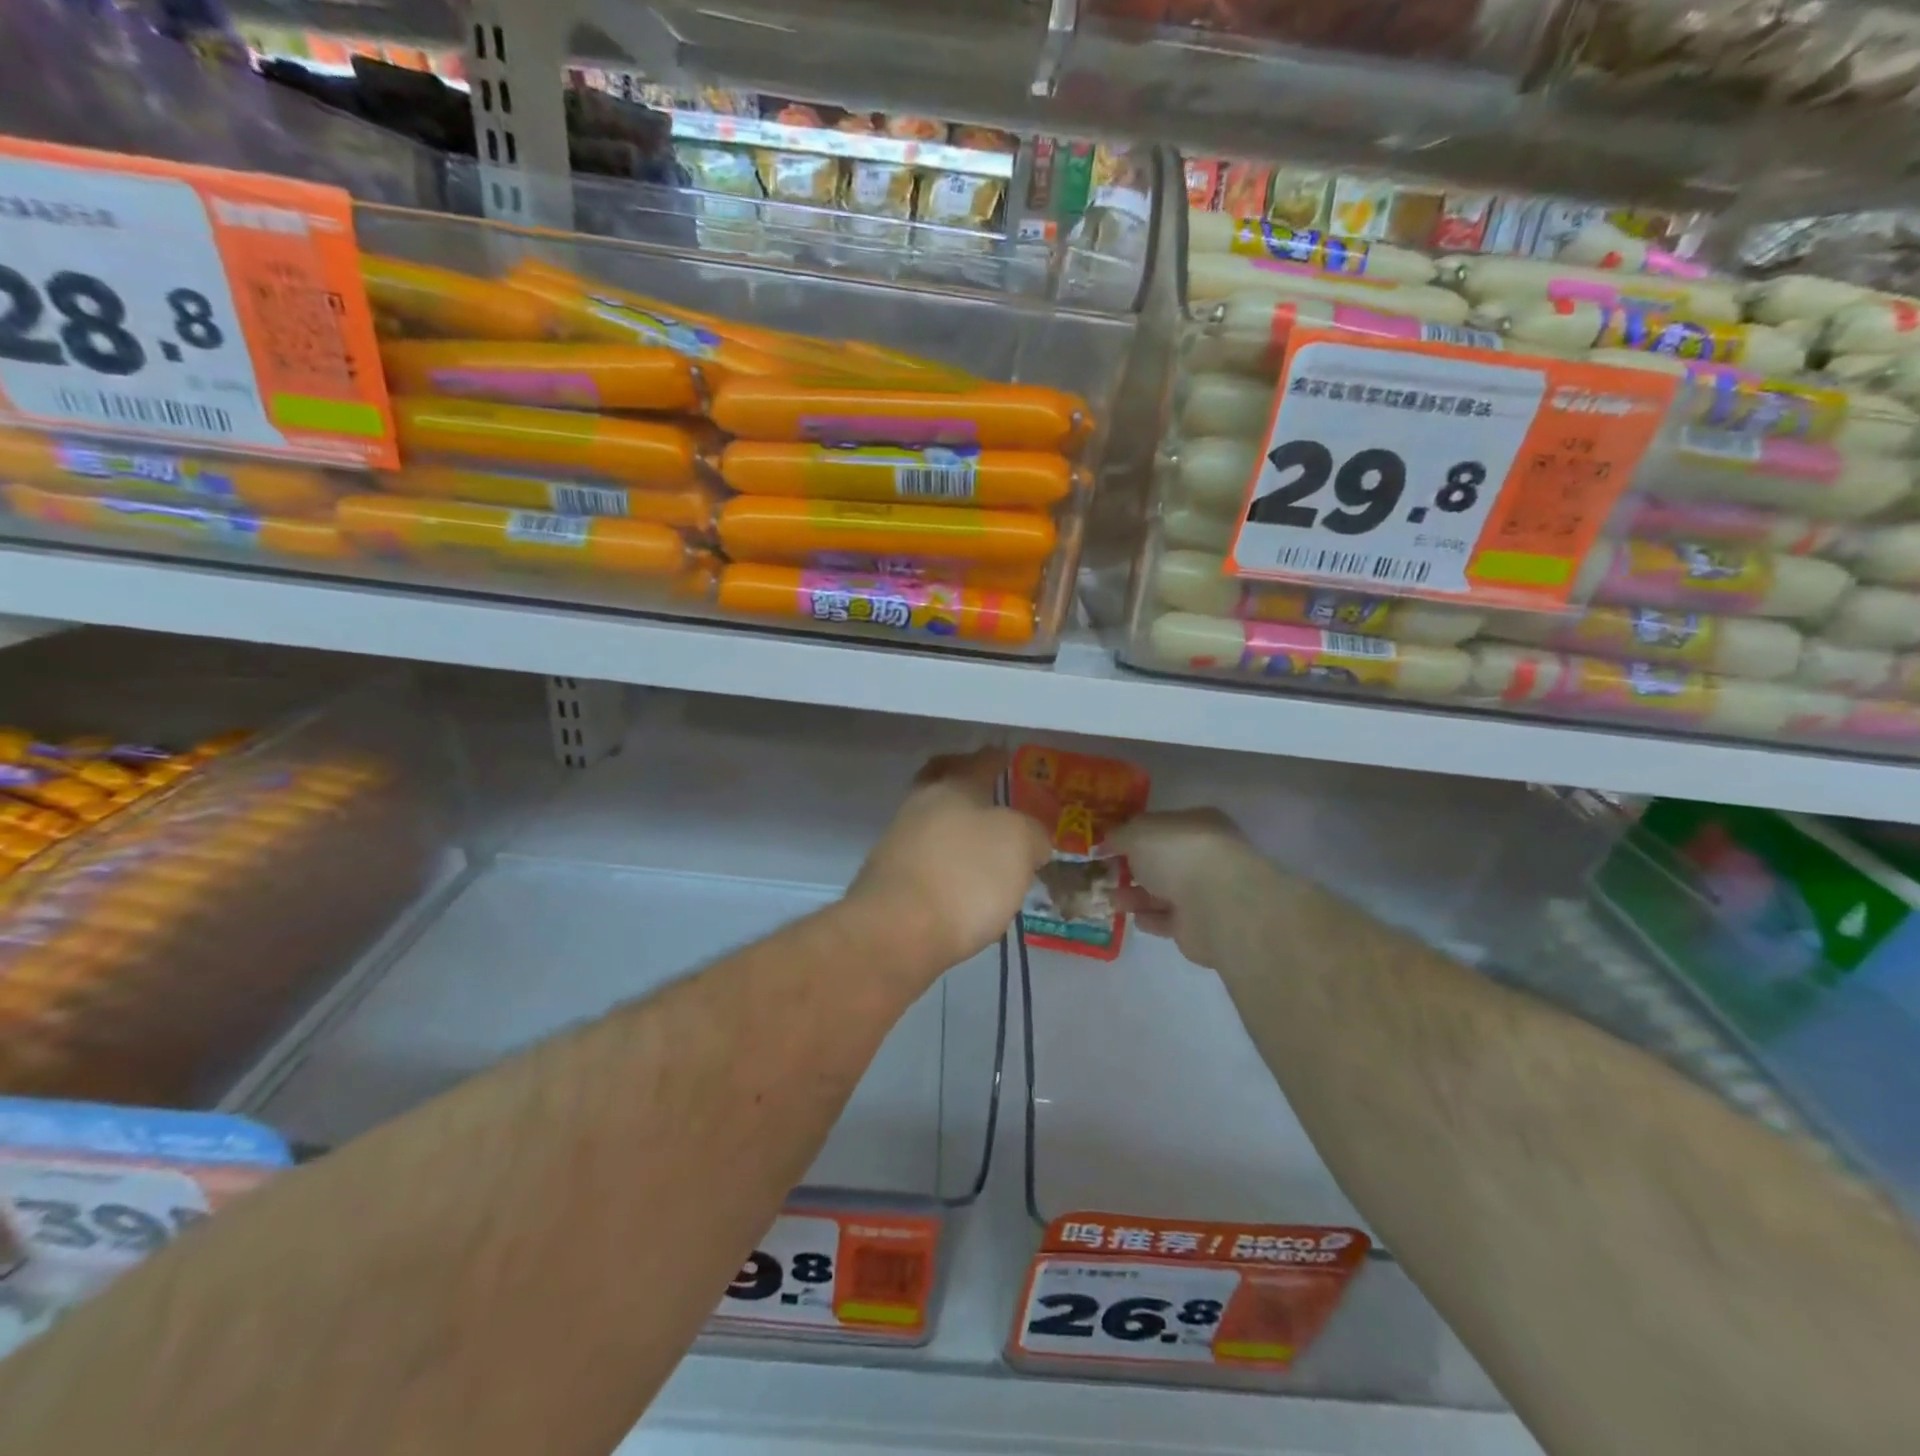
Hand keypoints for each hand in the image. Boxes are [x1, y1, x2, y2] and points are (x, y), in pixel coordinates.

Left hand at [848, 748, 1052, 975]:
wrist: (896, 931)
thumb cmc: (965, 876)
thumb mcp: (1020, 845)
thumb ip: (1032, 833)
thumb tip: (1032, 839)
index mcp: (953, 786)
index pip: (980, 761)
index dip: (996, 758)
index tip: (1007, 758)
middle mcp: (920, 805)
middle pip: (943, 783)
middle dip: (964, 785)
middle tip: (990, 795)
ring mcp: (899, 841)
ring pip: (933, 822)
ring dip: (956, 828)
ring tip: (985, 848)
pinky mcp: (889, 879)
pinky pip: (926, 857)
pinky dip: (946, 861)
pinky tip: (963, 881)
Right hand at [1111, 808, 1262, 969]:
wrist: (1216, 905)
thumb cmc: (1178, 853)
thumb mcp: (1137, 832)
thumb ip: (1119, 835)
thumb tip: (1106, 842)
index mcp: (1198, 824)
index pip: (1162, 826)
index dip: (1133, 834)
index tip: (1107, 844)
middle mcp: (1205, 855)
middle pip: (1162, 861)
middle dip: (1132, 867)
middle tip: (1103, 874)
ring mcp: (1206, 892)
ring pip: (1163, 891)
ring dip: (1135, 895)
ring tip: (1108, 899)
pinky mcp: (1200, 926)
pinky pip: (1169, 920)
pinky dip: (1150, 918)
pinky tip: (1132, 918)